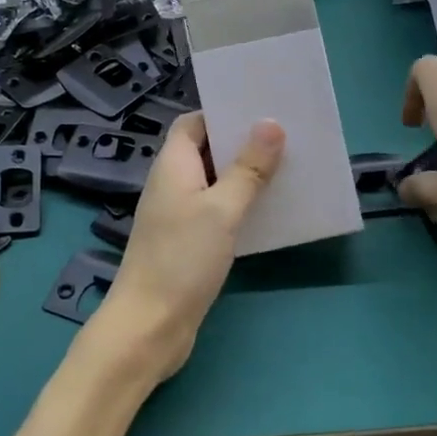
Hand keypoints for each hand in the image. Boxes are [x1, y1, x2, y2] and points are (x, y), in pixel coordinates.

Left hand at [79, 112, 284, 385]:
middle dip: (242, 142)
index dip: (223, 113)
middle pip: (206, 150)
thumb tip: (271, 124)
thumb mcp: (222, 210)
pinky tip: (269, 210)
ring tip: (287, 167)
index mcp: (173, 164)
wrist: (149, 325)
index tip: (262, 110)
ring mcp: (178, 213)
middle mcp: (172, 183)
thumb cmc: (182, 259)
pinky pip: (217, 210)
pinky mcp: (188, 241)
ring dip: (244, 174)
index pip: (193, 122)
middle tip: (287, 135)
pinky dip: (239, 204)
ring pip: (215, 181)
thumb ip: (248, 168)